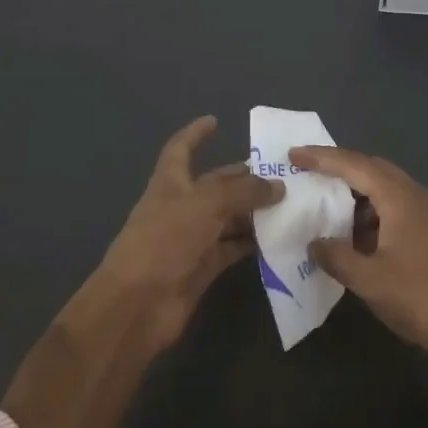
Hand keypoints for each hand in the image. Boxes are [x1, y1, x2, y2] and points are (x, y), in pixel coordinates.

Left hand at [99, 117, 282, 348]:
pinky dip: (252, 244)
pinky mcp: (202, 269)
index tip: (215, 121)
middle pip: (215, 186)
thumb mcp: (205, 205)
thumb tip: (278, 187)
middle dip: (243, 178)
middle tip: (281, 174)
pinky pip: (232, 249)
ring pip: (227, 218)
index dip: (195, 134)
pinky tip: (279, 239)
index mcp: (170, 183)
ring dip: (254, 212)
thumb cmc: (164, 241)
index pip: (181, 149)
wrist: (137, 306)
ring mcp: (191, 240)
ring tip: (291, 205)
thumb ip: (243, 192)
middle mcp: (181, 208)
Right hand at [294, 147, 427, 381]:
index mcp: (400, 198)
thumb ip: (336, 256)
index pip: (354, 165)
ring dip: (357, 192)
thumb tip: (315, 243)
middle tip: (309, 172)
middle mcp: (416, 195)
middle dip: (340, 167)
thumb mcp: (368, 280)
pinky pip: (396, 206)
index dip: (322, 158)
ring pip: (386, 188)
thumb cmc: (417, 297)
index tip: (294, 155)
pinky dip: (372, 211)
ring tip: (327, 204)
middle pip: (373, 168)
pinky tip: (356, 234)